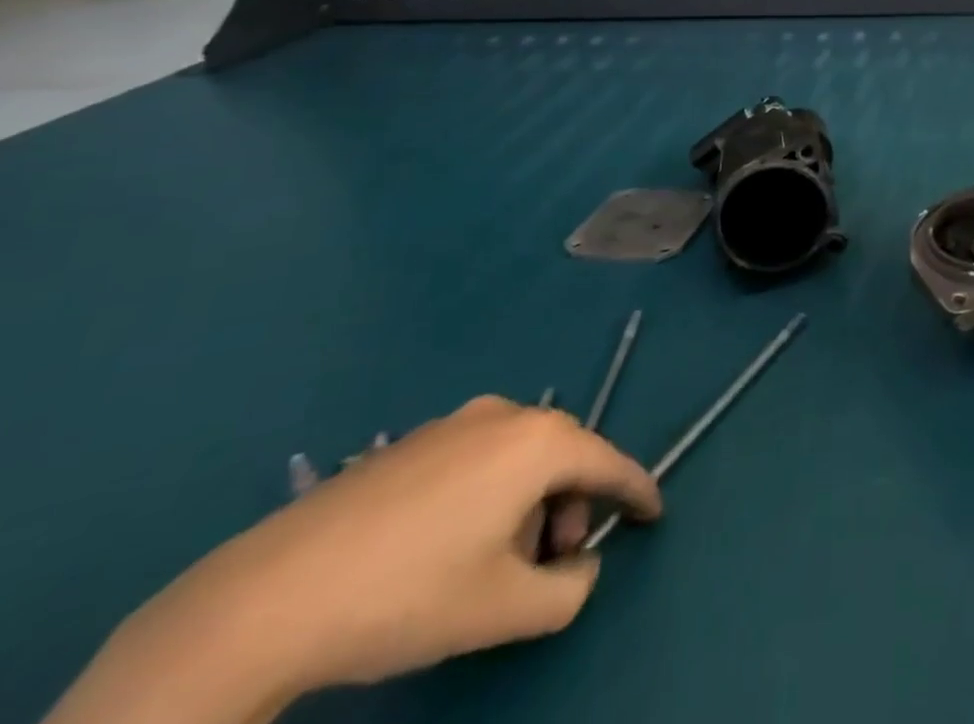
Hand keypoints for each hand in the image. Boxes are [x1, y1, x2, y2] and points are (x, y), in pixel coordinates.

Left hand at [48, 397, 660, 723]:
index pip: (609, 463)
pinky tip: (450, 545)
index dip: (636, 491)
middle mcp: (508, 415)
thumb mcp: (503, 611)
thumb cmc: (408, 596)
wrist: (268, 598)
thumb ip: (568, 590)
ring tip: (494, 563)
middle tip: (550, 565)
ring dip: (529, 504)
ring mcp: (456, 421)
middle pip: (565, 457)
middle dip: (571, 508)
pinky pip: (480, 458)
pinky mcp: (413, 441)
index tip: (654, 513)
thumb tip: (580, 568)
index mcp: (540, 442)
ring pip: (521, 457)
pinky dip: (491, 493)